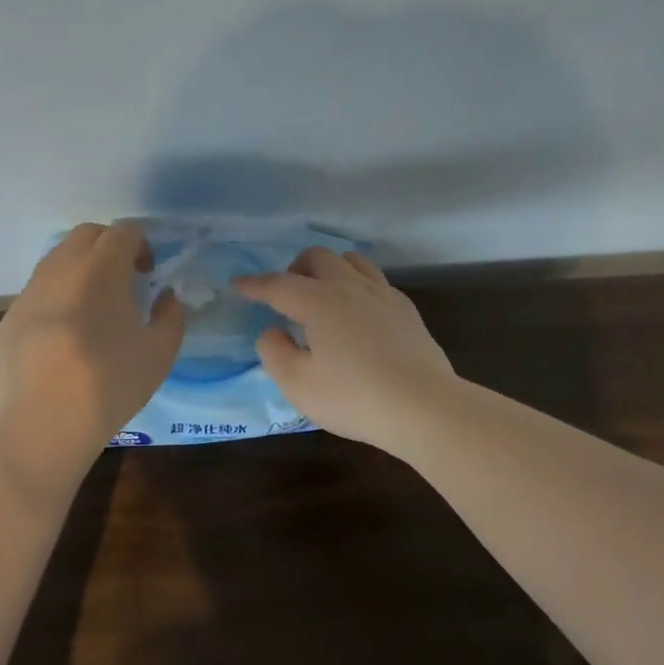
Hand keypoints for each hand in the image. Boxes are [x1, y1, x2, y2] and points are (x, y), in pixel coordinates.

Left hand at [0, 222, 183, 485]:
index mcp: (101, 269)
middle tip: (123, 280)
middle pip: (86, 234)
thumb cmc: (110, 384)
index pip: (123, 232)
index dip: (141, 245)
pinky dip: (57, 295)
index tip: (147, 274)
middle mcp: (61, 269)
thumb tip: (165, 297)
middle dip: (109, 246)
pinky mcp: (10, 317)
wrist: (44, 423)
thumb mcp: (160, 353)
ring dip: (80, 268)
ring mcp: (29, 292)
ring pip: (57, 258)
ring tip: (94, 306)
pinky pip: (38, 290)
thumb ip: (171, 316)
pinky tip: (65, 334)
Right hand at [233, 247, 455, 448]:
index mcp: (318, 301)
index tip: (238, 286)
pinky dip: (356, 286)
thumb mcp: (299, 385)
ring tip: (322, 297)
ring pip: (350, 260)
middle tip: (286, 297)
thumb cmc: (354, 398)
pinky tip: (357, 313)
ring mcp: (382, 294)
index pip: (278, 284)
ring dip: (329, 270)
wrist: (424, 407)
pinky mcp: (405, 309)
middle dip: (294, 269)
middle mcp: (349, 287)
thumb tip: (272, 331)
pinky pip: (375, 281)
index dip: (254, 284)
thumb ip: (274, 353)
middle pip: (317, 257)